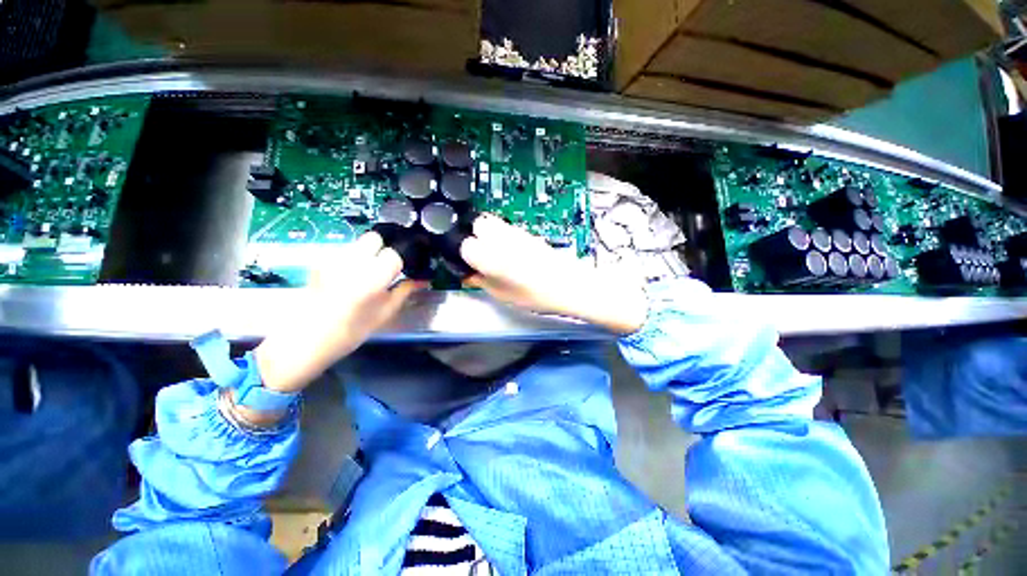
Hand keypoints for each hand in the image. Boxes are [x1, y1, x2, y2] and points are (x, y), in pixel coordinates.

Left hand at [254, 232, 423, 396]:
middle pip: (374, 238)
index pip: (394, 254)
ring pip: (357, 243)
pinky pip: (342, 252)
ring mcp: (332, 259)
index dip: (398, 263)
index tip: (397, 273)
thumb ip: (404, 292)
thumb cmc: (350, 332)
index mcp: (372, 277)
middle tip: (382, 269)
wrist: (304, 340)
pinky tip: (347, 278)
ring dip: (366, 254)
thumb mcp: (384, 314)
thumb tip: (422, 280)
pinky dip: (351, 259)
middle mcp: (352, 262)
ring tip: (364, 275)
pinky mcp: (319, 261)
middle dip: (382, 250)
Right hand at [460, 214, 647, 334]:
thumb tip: (467, 275)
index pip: (464, 245)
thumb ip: (481, 282)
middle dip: (474, 236)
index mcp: (490, 255)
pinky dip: (502, 236)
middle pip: (478, 224)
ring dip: (488, 235)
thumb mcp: (503, 295)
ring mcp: (517, 231)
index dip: (463, 256)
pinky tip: (510, 253)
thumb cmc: (536, 296)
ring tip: (495, 255)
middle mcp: (501, 237)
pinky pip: (507, 228)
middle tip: (479, 256)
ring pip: (493, 222)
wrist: (571, 285)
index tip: (468, 266)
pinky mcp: (528, 233)